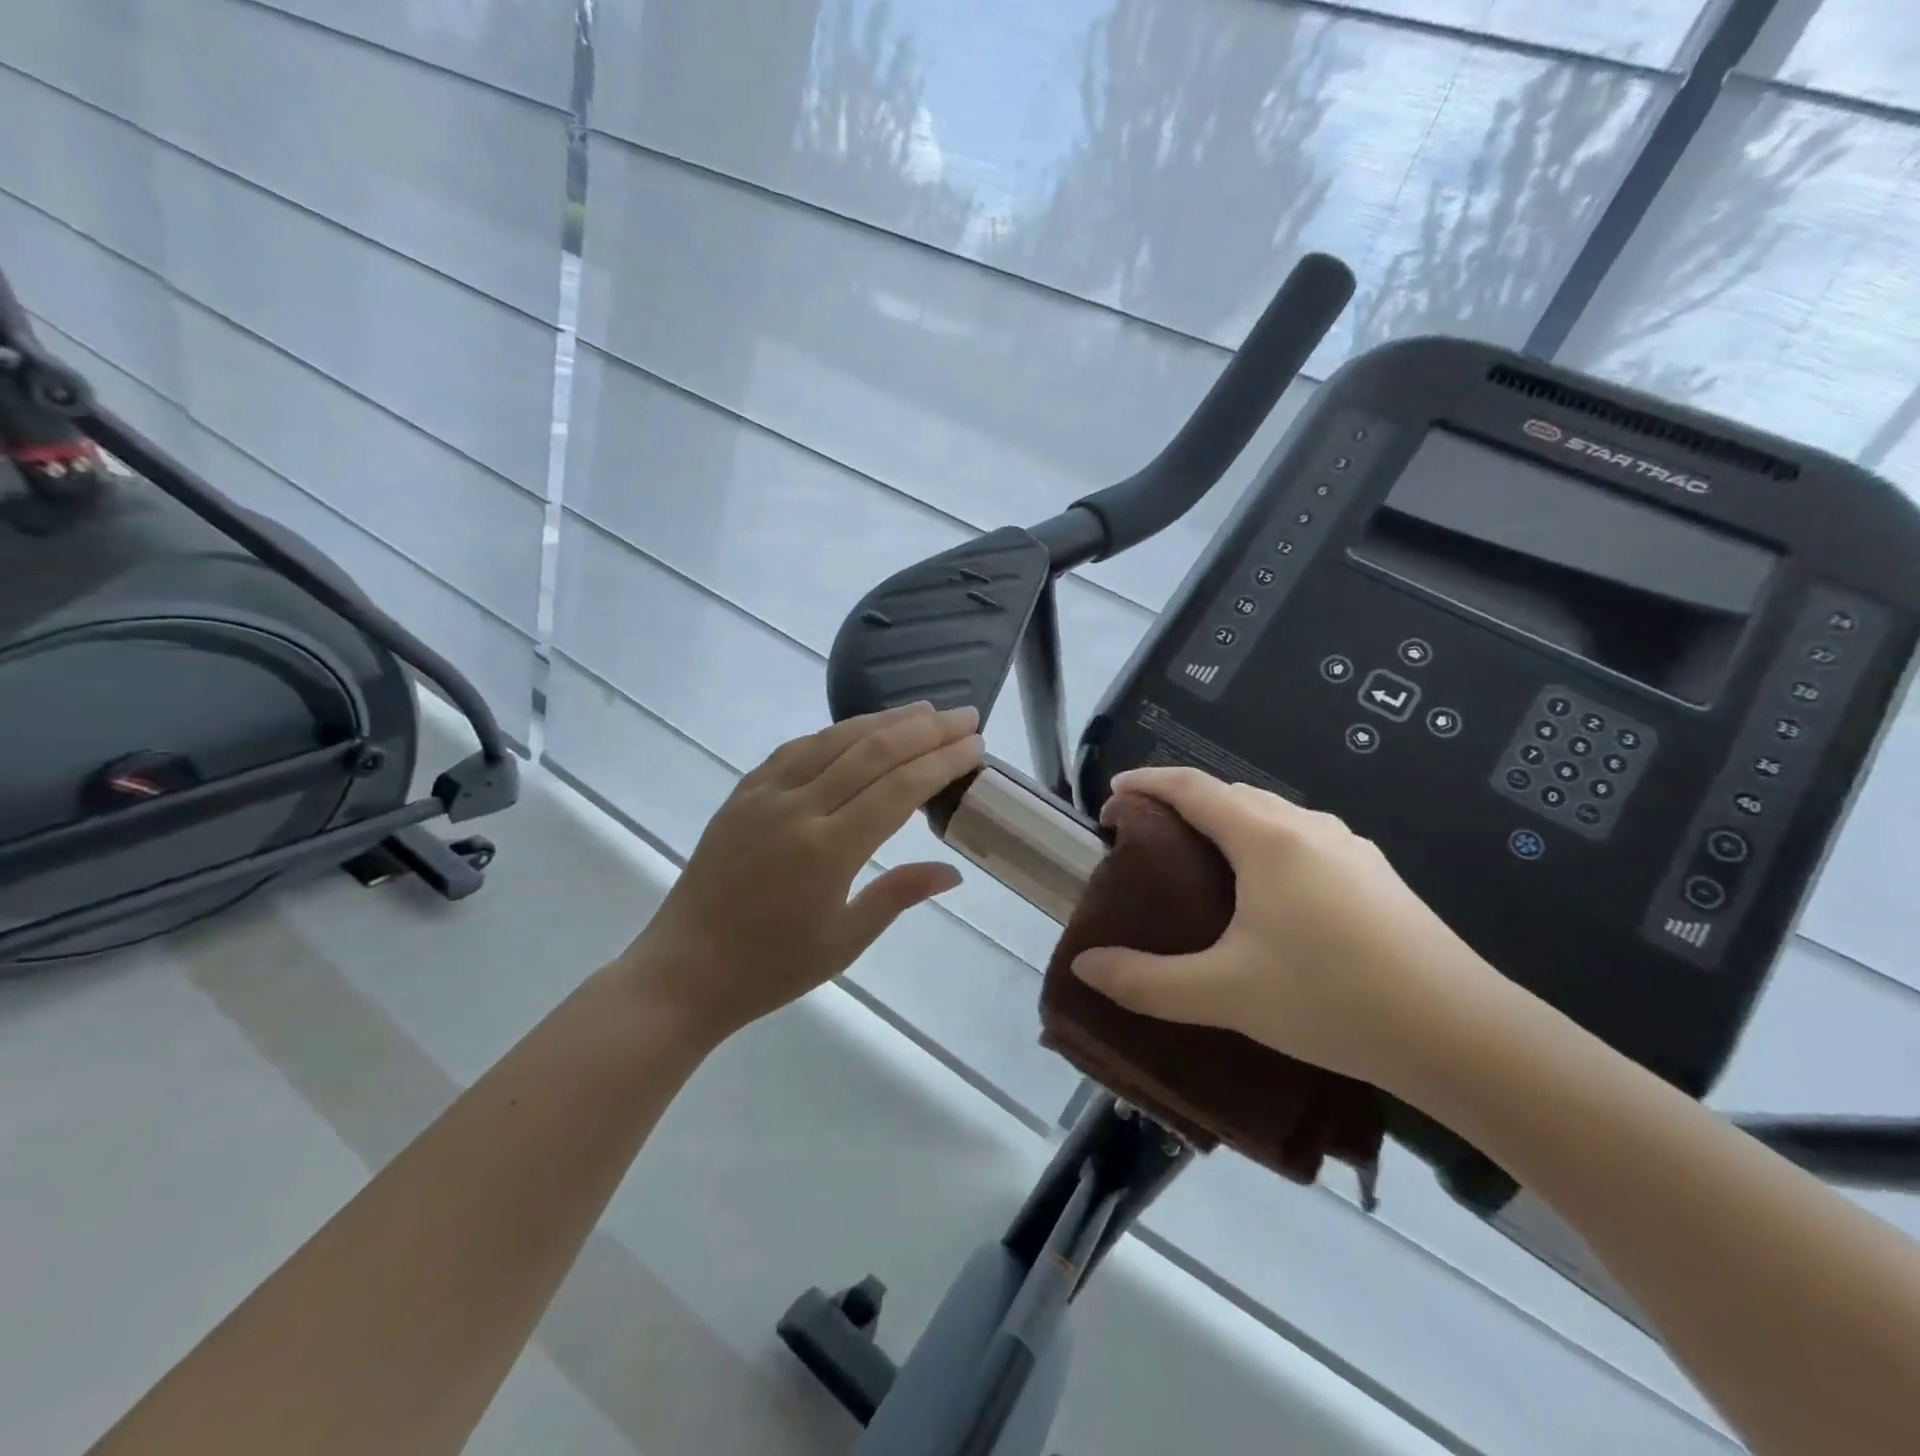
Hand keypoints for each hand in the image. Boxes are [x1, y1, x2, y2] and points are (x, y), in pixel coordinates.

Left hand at [623, 702, 983, 1041]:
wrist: (683, 971)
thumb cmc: (771, 967)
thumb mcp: (844, 942)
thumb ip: (899, 895)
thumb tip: (952, 870)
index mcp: (828, 851)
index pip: (899, 789)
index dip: (941, 761)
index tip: (975, 744)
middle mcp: (798, 809)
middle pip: (872, 752)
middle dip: (925, 730)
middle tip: (964, 715)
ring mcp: (765, 795)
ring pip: (833, 740)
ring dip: (883, 720)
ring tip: (922, 711)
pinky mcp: (742, 794)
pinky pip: (795, 750)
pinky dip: (833, 734)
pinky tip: (855, 729)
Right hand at [1070, 767, 1508, 1091]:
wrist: (1462, 1033)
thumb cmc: (1331, 998)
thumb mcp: (1225, 994)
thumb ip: (1147, 981)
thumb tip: (1085, 967)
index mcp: (1265, 838)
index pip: (1192, 787)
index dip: (1148, 783)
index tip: (1113, 794)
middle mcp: (1307, 827)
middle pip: (1232, 793)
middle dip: (1184, 803)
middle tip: (1150, 837)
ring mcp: (1349, 848)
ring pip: (1272, 815)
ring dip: (1228, 823)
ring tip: (1203, 862)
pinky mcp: (1376, 875)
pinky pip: (1303, 839)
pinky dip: (1265, 845)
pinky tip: (1269, 894)